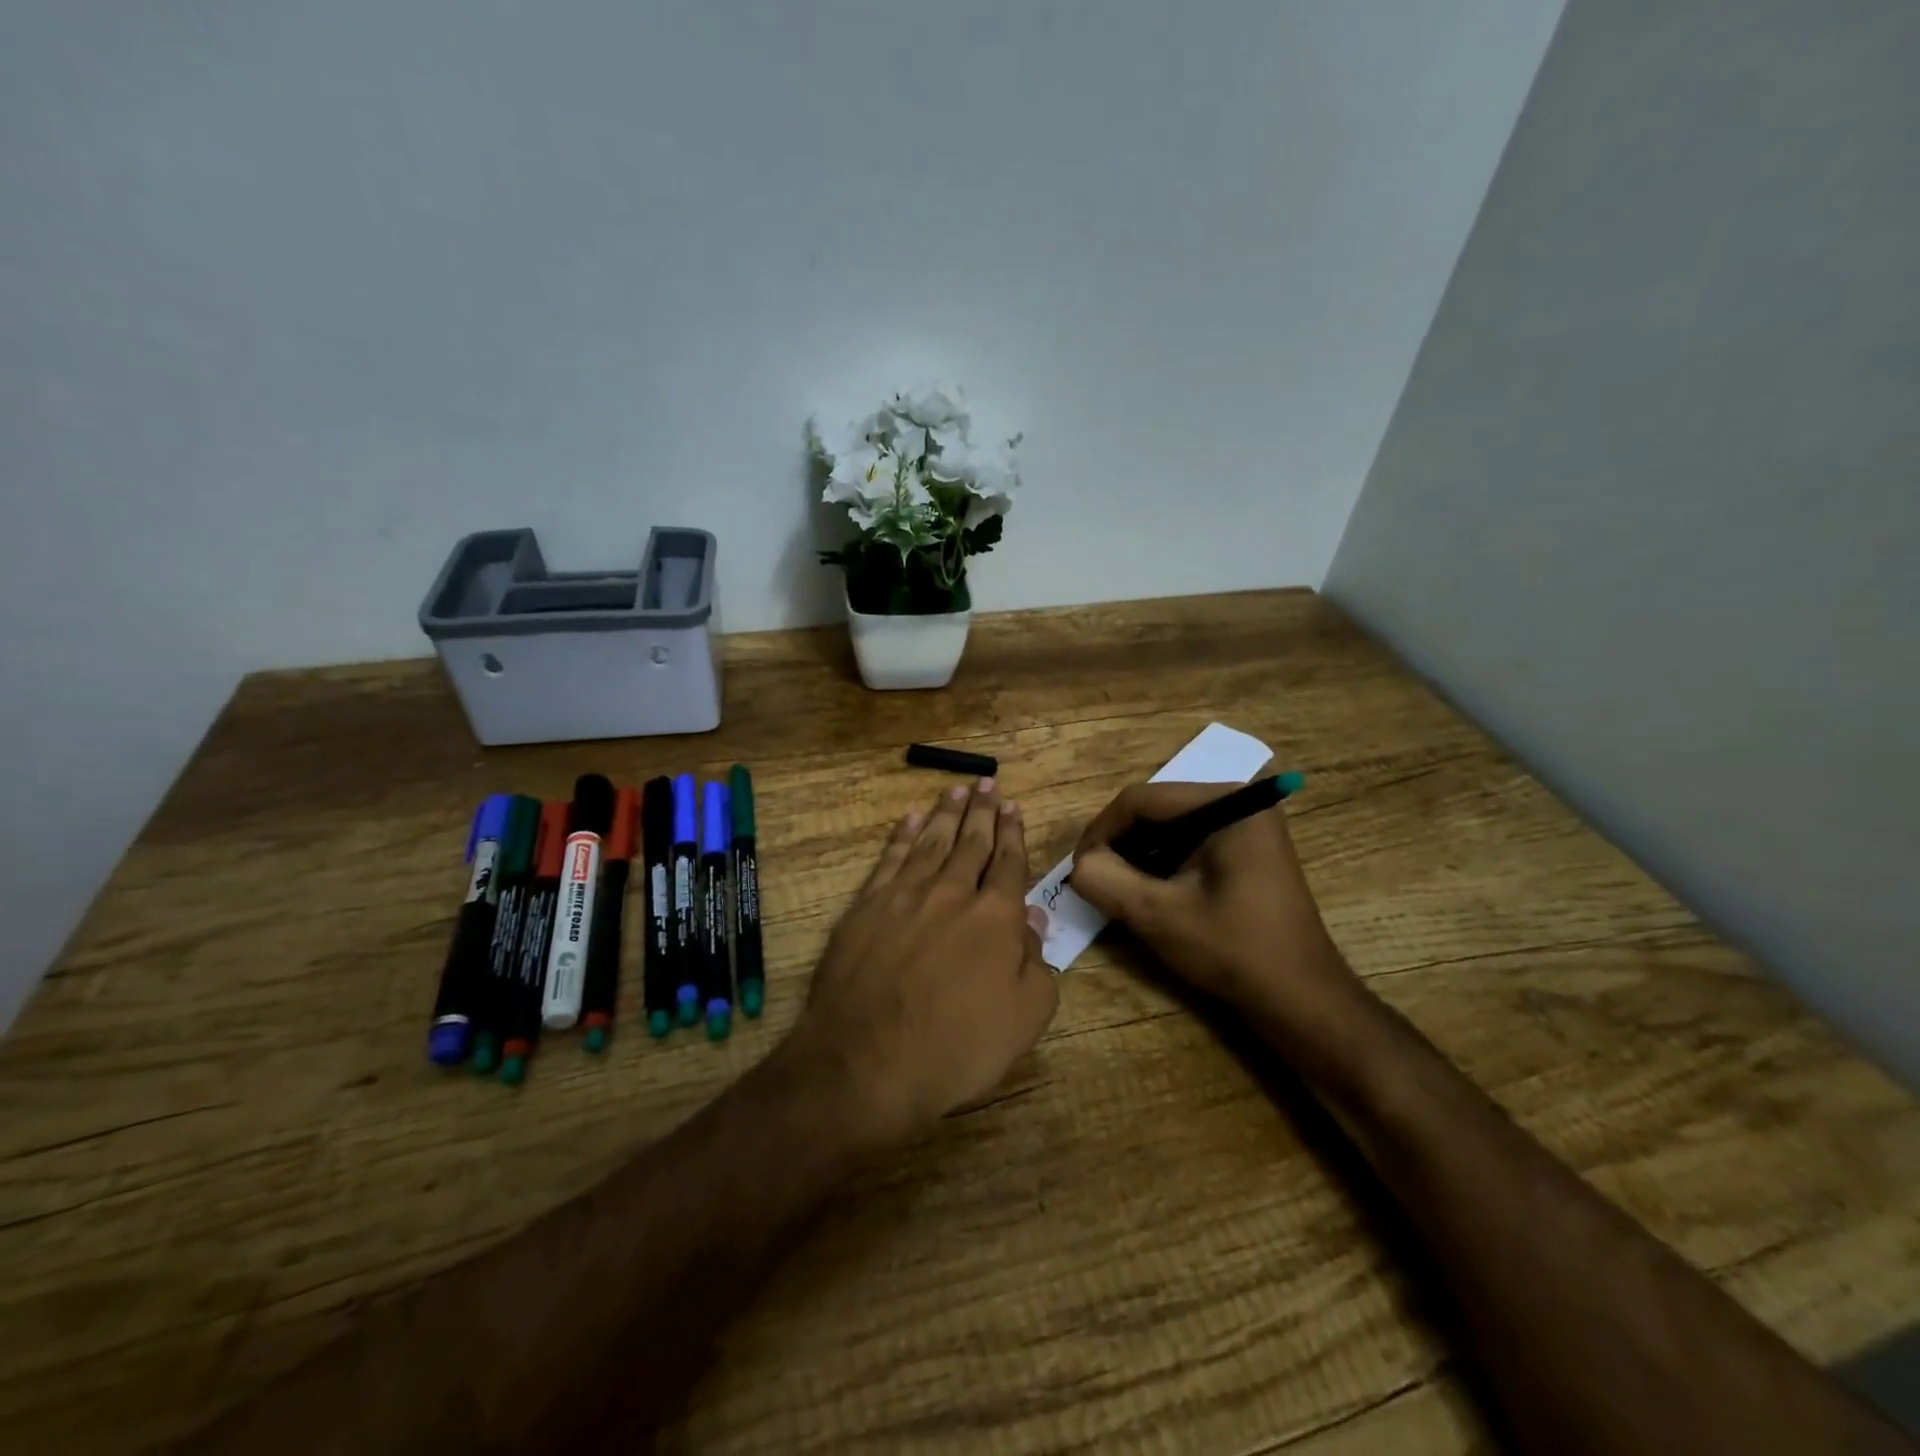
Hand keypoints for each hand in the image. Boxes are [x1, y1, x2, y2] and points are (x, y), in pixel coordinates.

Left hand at [792, 779, 1058, 1144]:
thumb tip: (1034, 918)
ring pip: (931, 842)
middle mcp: (952, 893)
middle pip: (971, 842)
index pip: (1009, 864)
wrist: (867, 1061)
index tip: (1014, 808)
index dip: (1013, 834)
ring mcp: (905, 896)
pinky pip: (890, 859)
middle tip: (988, 783)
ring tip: (956, 791)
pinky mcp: (867, 906)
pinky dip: (902, 837)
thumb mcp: (1024, 1018)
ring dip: (946, 814)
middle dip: (982, 812)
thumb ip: (1036, 964)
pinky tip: (911, 820)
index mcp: (996, 917)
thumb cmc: (956, 1048)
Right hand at [1069, 781, 1361, 1038]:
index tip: (1079, 870)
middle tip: (1095, 882)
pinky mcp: (1244, 853)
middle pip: (1154, 810)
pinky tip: (1148, 895)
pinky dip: (1161, 866)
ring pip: (1167, 829)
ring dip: (1137, 857)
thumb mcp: (1159, 915)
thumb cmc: (1234, 951)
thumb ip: (1106, 881)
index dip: (1101, 832)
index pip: (1140, 800)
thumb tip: (1079, 865)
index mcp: (1227, 804)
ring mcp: (1245, 828)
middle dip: (1119, 845)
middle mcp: (1239, 803)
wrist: (1301, 1002)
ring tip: (1117, 891)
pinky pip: (1187, 845)